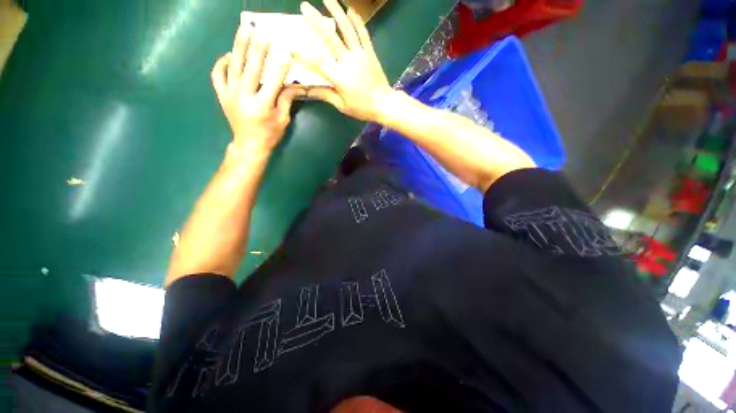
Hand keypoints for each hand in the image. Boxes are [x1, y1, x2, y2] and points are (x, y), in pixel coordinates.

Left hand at [211, 15, 303, 154]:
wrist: (249, 145)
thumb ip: (286, 99)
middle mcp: (244, 97)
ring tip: (244, 28)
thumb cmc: (269, 134)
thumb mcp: (283, 119)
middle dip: (257, 47)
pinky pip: (217, 74)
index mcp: (262, 106)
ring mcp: (230, 94)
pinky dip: (222, 62)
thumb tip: (294, 84)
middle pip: (250, 68)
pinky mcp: (221, 94)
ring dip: (239, 45)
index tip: (284, 49)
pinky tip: (230, 54)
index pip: (272, 81)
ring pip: (233, 65)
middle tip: (262, 30)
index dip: (279, 65)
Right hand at [297, 0, 393, 121]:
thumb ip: (325, 95)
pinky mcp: (370, 53)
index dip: (304, 54)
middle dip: (315, 20)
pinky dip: (357, 21)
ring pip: (347, 29)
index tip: (291, 46)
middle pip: (330, 37)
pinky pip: (363, 33)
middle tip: (304, 6)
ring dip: (336, 11)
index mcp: (339, 77)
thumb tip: (307, 91)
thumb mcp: (342, 105)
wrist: (384, 104)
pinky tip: (351, 10)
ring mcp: (360, 54)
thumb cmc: (362, 108)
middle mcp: (348, 61)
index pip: (317, 62)